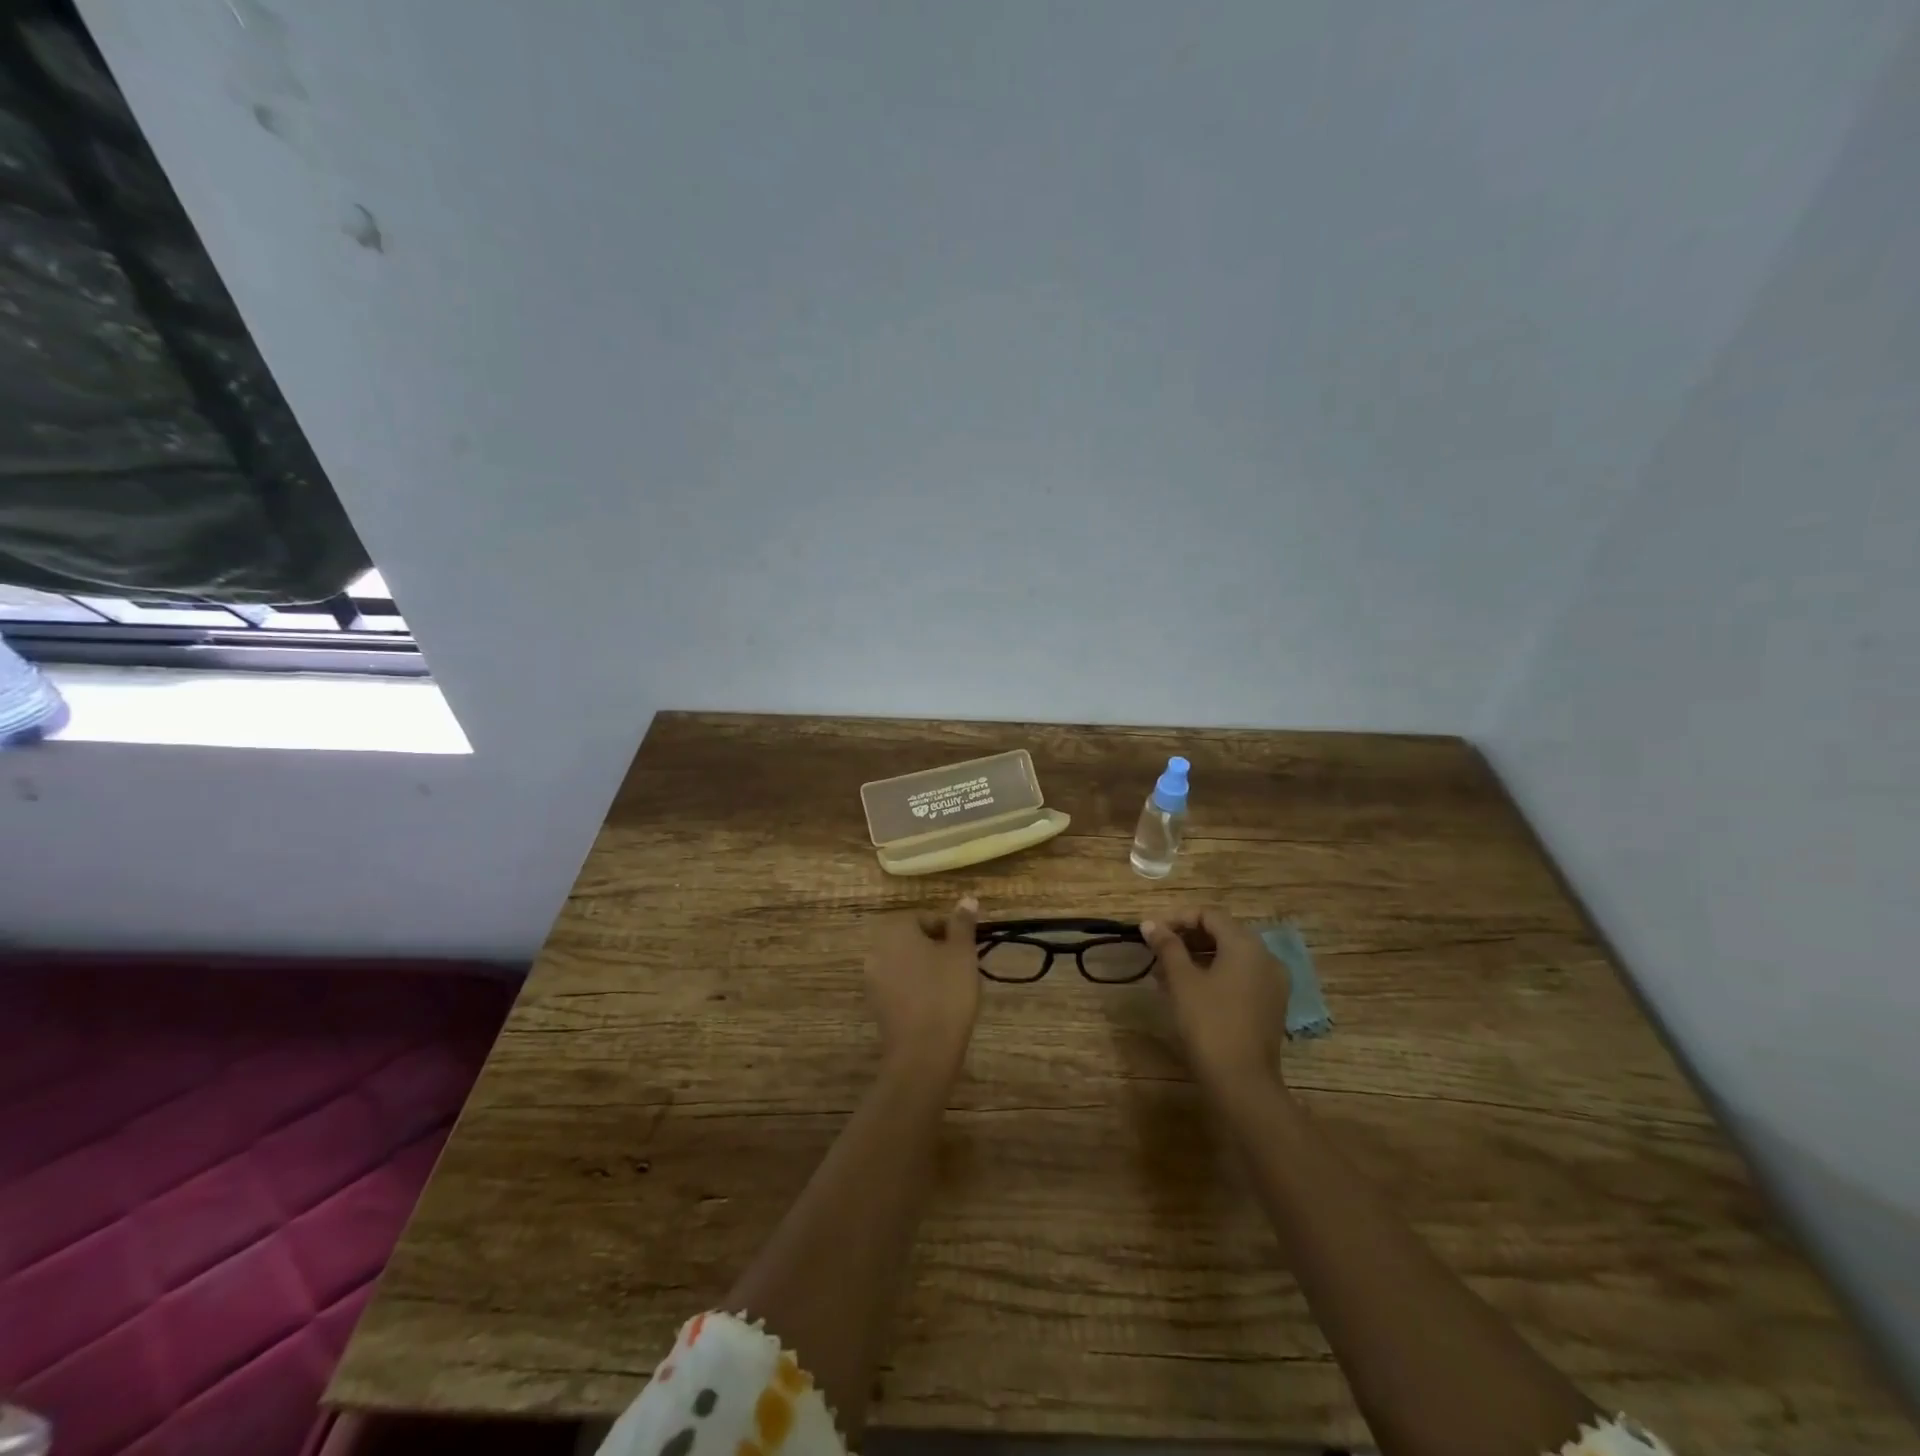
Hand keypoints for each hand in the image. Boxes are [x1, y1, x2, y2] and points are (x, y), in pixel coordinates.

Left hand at [864, 896, 980, 1071]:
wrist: (923, 1052)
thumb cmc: (946, 993)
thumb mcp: (962, 953)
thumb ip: (962, 924)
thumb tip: (967, 899)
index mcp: (895, 930)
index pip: (924, 917)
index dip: (949, 929)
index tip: (967, 947)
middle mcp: (877, 949)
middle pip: (911, 939)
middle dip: (936, 947)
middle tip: (961, 964)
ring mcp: (872, 979)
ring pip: (904, 962)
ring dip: (925, 968)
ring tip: (951, 985)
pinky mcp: (875, 1004)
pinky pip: (898, 985)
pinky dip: (915, 988)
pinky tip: (935, 1003)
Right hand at [1141, 907, 1289, 1092]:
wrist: (1242, 1082)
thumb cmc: (1209, 1023)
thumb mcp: (1182, 981)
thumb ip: (1167, 946)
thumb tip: (1149, 924)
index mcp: (1246, 945)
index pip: (1209, 915)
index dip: (1178, 918)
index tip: (1152, 932)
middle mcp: (1266, 957)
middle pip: (1222, 933)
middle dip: (1187, 938)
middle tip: (1157, 951)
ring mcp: (1272, 983)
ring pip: (1231, 956)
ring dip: (1198, 957)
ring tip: (1166, 972)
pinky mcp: (1271, 1005)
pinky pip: (1241, 976)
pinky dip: (1216, 975)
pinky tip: (1190, 990)